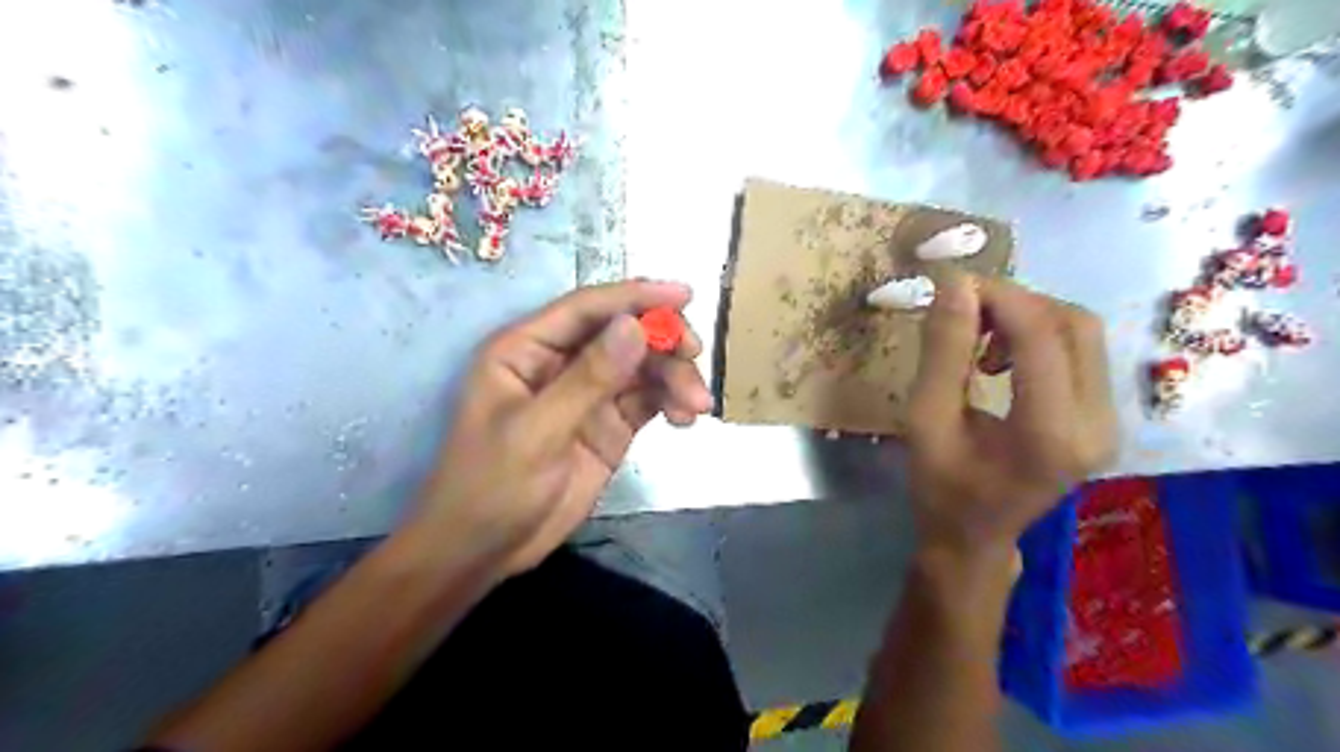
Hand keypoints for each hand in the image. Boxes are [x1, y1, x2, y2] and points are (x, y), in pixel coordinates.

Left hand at [413, 278, 709, 579]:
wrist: (485, 551)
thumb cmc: (491, 487)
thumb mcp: (537, 432)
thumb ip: (589, 379)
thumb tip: (636, 327)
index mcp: (527, 349)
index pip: (587, 308)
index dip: (635, 296)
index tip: (685, 295)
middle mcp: (561, 362)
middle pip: (623, 332)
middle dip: (663, 341)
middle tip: (694, 357)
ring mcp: (589, 393)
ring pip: (643, 366)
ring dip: (675, 377)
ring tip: (695, 407)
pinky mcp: (610, 424)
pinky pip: (649, 399)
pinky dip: (672, 402)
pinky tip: (686, 419)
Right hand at [906, 272, 1117, 559]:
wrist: (974, 537)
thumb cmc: (940, 486)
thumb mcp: (925, 419)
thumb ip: (942, 352)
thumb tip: (956, 285)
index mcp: (1049, 434)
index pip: (1041, 336)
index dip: (999, 297)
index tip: (953, 285)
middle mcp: (1097, 425)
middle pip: (1074, 324)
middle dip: (1016, 302)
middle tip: (964, 310)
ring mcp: (1110, 423)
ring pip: (1083, 332)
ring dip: (1029, 316)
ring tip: (980, 336)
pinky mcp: (1106, 419)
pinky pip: (1082, 351)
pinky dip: (1040, 336)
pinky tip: (1003, 357)